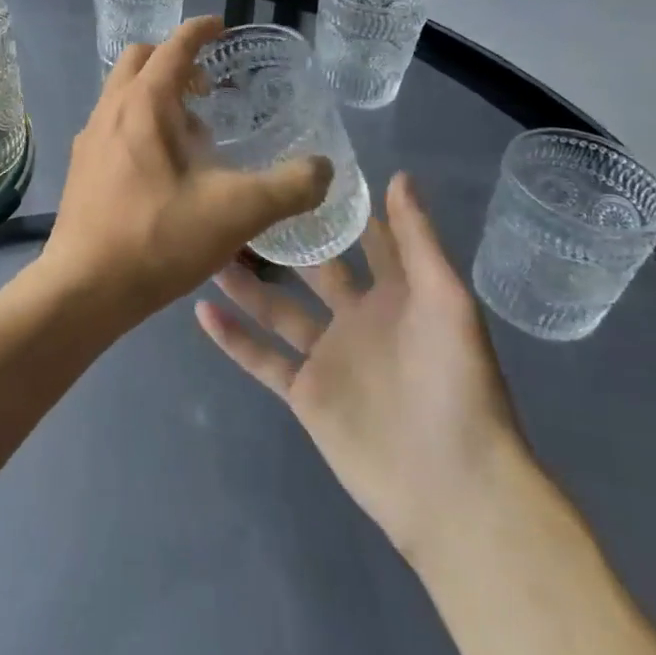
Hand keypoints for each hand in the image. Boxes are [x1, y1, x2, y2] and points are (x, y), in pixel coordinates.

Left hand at [41, 15, 333, 321]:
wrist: (85, 287)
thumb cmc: (158, 238)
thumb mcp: (237, 211)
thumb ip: (289, 186)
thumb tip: (324, 169)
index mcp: (143, 104)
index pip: (173, 47)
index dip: (199, 31)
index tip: (221, 27)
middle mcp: (110, 109)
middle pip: (139, 60)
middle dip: (174, 60)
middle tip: (209, 87)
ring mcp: (90, 138)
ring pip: (122, 93)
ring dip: (156, 94)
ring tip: (192, 132)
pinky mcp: (82, 166)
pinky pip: (113, 123)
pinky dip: (139, 121)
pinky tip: (163, 167)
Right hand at [196, 171, 523, 564]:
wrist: (451, 484)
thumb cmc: (454, 382)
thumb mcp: (445, 300)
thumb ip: (417, 240)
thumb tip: (396, 175)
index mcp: (396, 296)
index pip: (364, 240)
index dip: (338, 208)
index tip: (300, 170)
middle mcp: (357, 319)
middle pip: (310, 270)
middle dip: (281, 240)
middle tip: (237, 202)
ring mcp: (327, 356)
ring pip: (276, 308)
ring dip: (245, 281)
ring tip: (207, 247)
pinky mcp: (305, 393)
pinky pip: (261, 357)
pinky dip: (232, 336)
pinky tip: (201, 308)